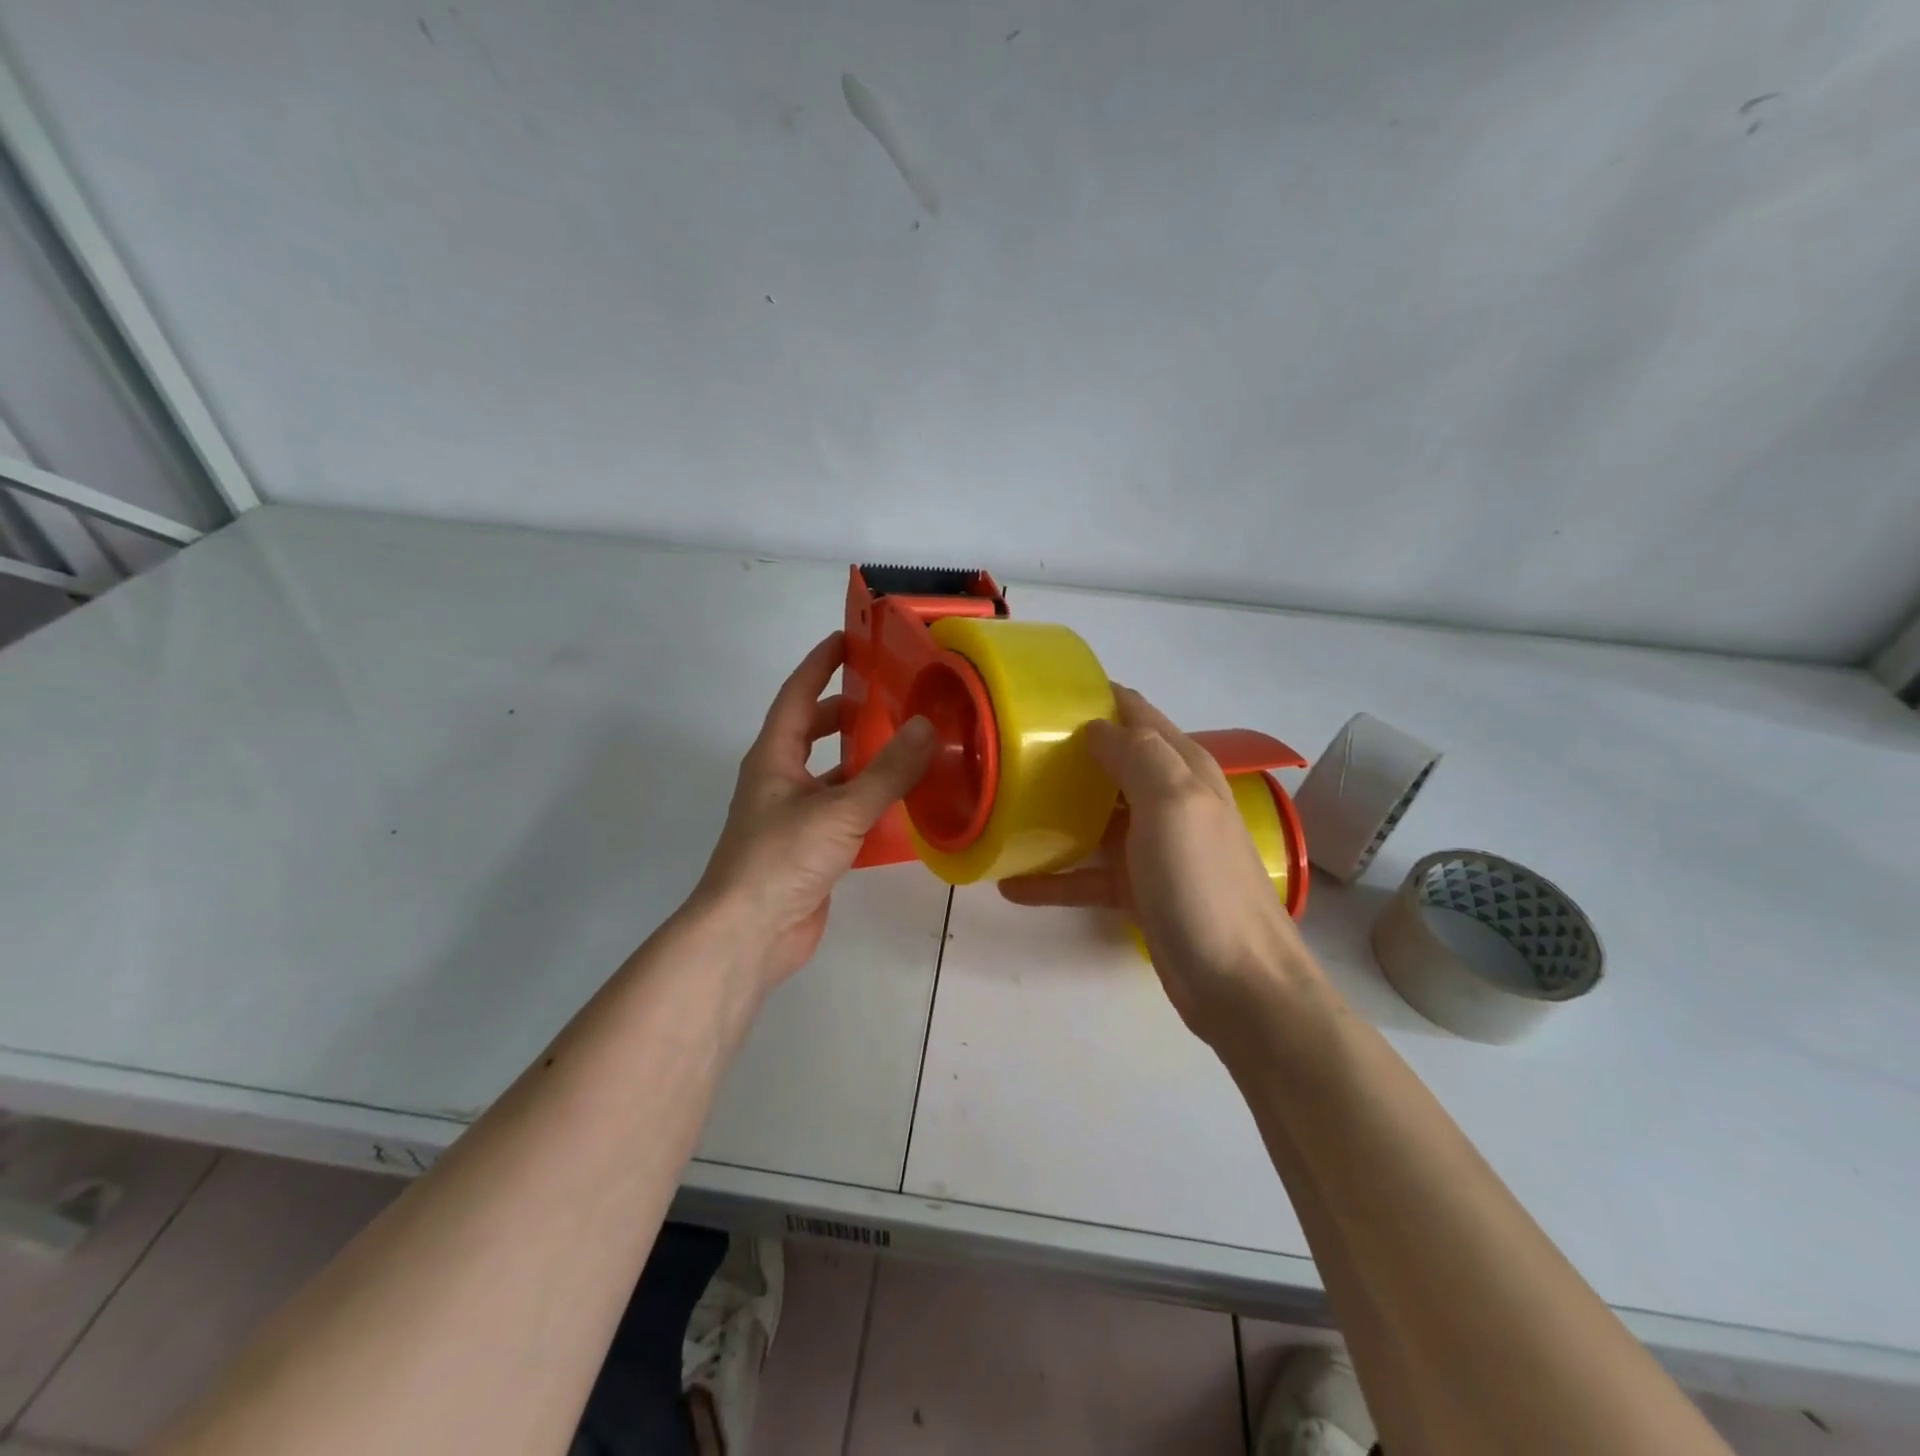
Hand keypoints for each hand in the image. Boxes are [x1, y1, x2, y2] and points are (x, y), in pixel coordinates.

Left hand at [690, 631, 934, 995]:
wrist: (749, 935)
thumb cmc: (782, 859)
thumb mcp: (839, 810)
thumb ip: (887, 772)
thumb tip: (927, 728)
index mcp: (773, 758)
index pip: (797, 695)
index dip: (820, 664)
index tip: (849, 638)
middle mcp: (780, 780)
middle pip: (812, 732)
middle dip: (846, 712)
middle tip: (890, 697)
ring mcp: (794, 817)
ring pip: (832, 774)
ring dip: (864, 760)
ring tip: (909, 745)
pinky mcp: (810, 849)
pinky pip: (844, 812)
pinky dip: (871, 802)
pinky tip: (905, 804)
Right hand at [999, 686, 1319, 1047]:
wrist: (1238, 982)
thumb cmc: (1202, 883)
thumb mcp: (1173, 804)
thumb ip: (1137, 755)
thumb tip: (1095, 726)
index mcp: (1182, 768)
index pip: (1135, 714)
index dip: (1094, 697)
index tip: (1040, 697)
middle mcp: (1168, 800)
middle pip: (1110, 762)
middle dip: (1064, 753)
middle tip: (1007, 750)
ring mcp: (1152, 846)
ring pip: (1094, 817)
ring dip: (1053, 813)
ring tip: (1002, 808)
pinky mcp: (1138, 889)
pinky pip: (1088, 875)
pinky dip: (1054, 877)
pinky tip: (1012, 884)